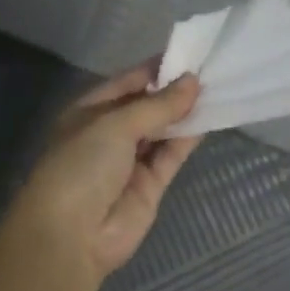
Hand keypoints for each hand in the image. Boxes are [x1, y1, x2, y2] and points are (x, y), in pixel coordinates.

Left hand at [13, 63, 202, 285]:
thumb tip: (193, 81)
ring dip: (186, 113)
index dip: (157, 68)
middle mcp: (110, 133)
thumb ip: (158, 105)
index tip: (190, 54)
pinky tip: (211, 117)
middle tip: (212, 70)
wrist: (70, 237)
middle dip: (175, 90)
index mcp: (90, 111)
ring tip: (219, 89)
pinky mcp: (150, 185)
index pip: (128, 81)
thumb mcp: (116, 124)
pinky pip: (172, 154)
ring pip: (163, 130)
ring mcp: (131, 160)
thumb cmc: (82, 165)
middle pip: (148, 105)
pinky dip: (188, 138)